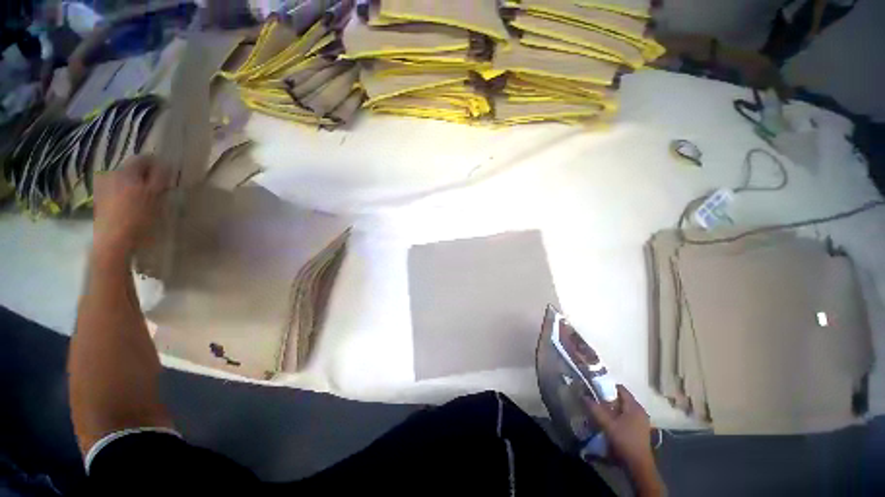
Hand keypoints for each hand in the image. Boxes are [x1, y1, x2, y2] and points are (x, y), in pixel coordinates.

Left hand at [93, 155, 170, 256]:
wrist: (113, 242)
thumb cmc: (138, 217)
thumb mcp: (155, 196)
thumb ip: (161, 178)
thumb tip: (167, 166)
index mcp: (125, 172)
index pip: (143, 159)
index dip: (158, 165)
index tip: (169, 176)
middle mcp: (111, 174)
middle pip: (133, 169)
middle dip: (147, 177)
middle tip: (160, 189)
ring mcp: (103, 188)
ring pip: (125, 180)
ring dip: (137, 186)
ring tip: (148, 200)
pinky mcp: (100, 200)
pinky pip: (118, 190)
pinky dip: (128, 195)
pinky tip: (134, 208)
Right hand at [588, 385, 663, 494]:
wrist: (638, 464)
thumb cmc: (624, 441)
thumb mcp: (607, 424)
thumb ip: (595, 409)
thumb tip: (583, 396)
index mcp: (634, 406)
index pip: (620, 388)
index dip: (607, 386)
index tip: (595, 388)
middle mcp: (640, 410)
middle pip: (622, 397)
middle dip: (609, 398)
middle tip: (596, 400)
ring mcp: (642, 420)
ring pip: (624, 407)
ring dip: (613, 407)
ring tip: (601, 410)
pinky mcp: (640, 428)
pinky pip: (627, 415)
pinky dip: (618, 414)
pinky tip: (610, 421)